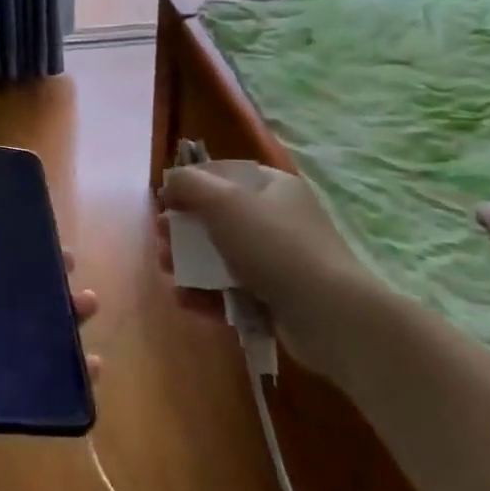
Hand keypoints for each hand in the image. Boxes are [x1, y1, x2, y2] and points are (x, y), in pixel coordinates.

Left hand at [0, 171, 101, 474]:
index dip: (17, 238)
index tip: (48, 227)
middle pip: (17, 287)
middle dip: (49, 276)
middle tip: (74, 268)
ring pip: (34, 329)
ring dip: (66, 317)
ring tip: (88, 306)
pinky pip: (38, 376)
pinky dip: (68, 371)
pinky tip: (92, 364)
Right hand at [154, 162, 370, 375]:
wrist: (328, 315)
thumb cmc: (274, 245)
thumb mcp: (224, 202)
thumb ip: (190, 185)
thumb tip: (169, 182)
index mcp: (273, 187)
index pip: (224, 175)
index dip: (191, 185)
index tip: (165, 201)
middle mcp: (278, 219)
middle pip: (219, 217)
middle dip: (184, 228)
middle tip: (160, 238)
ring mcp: (279, 261)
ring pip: (222, 255)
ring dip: (189, 262)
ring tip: (167, 271)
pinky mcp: (277, 298)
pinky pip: (234, 290)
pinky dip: (208, 293)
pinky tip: (185, 300)